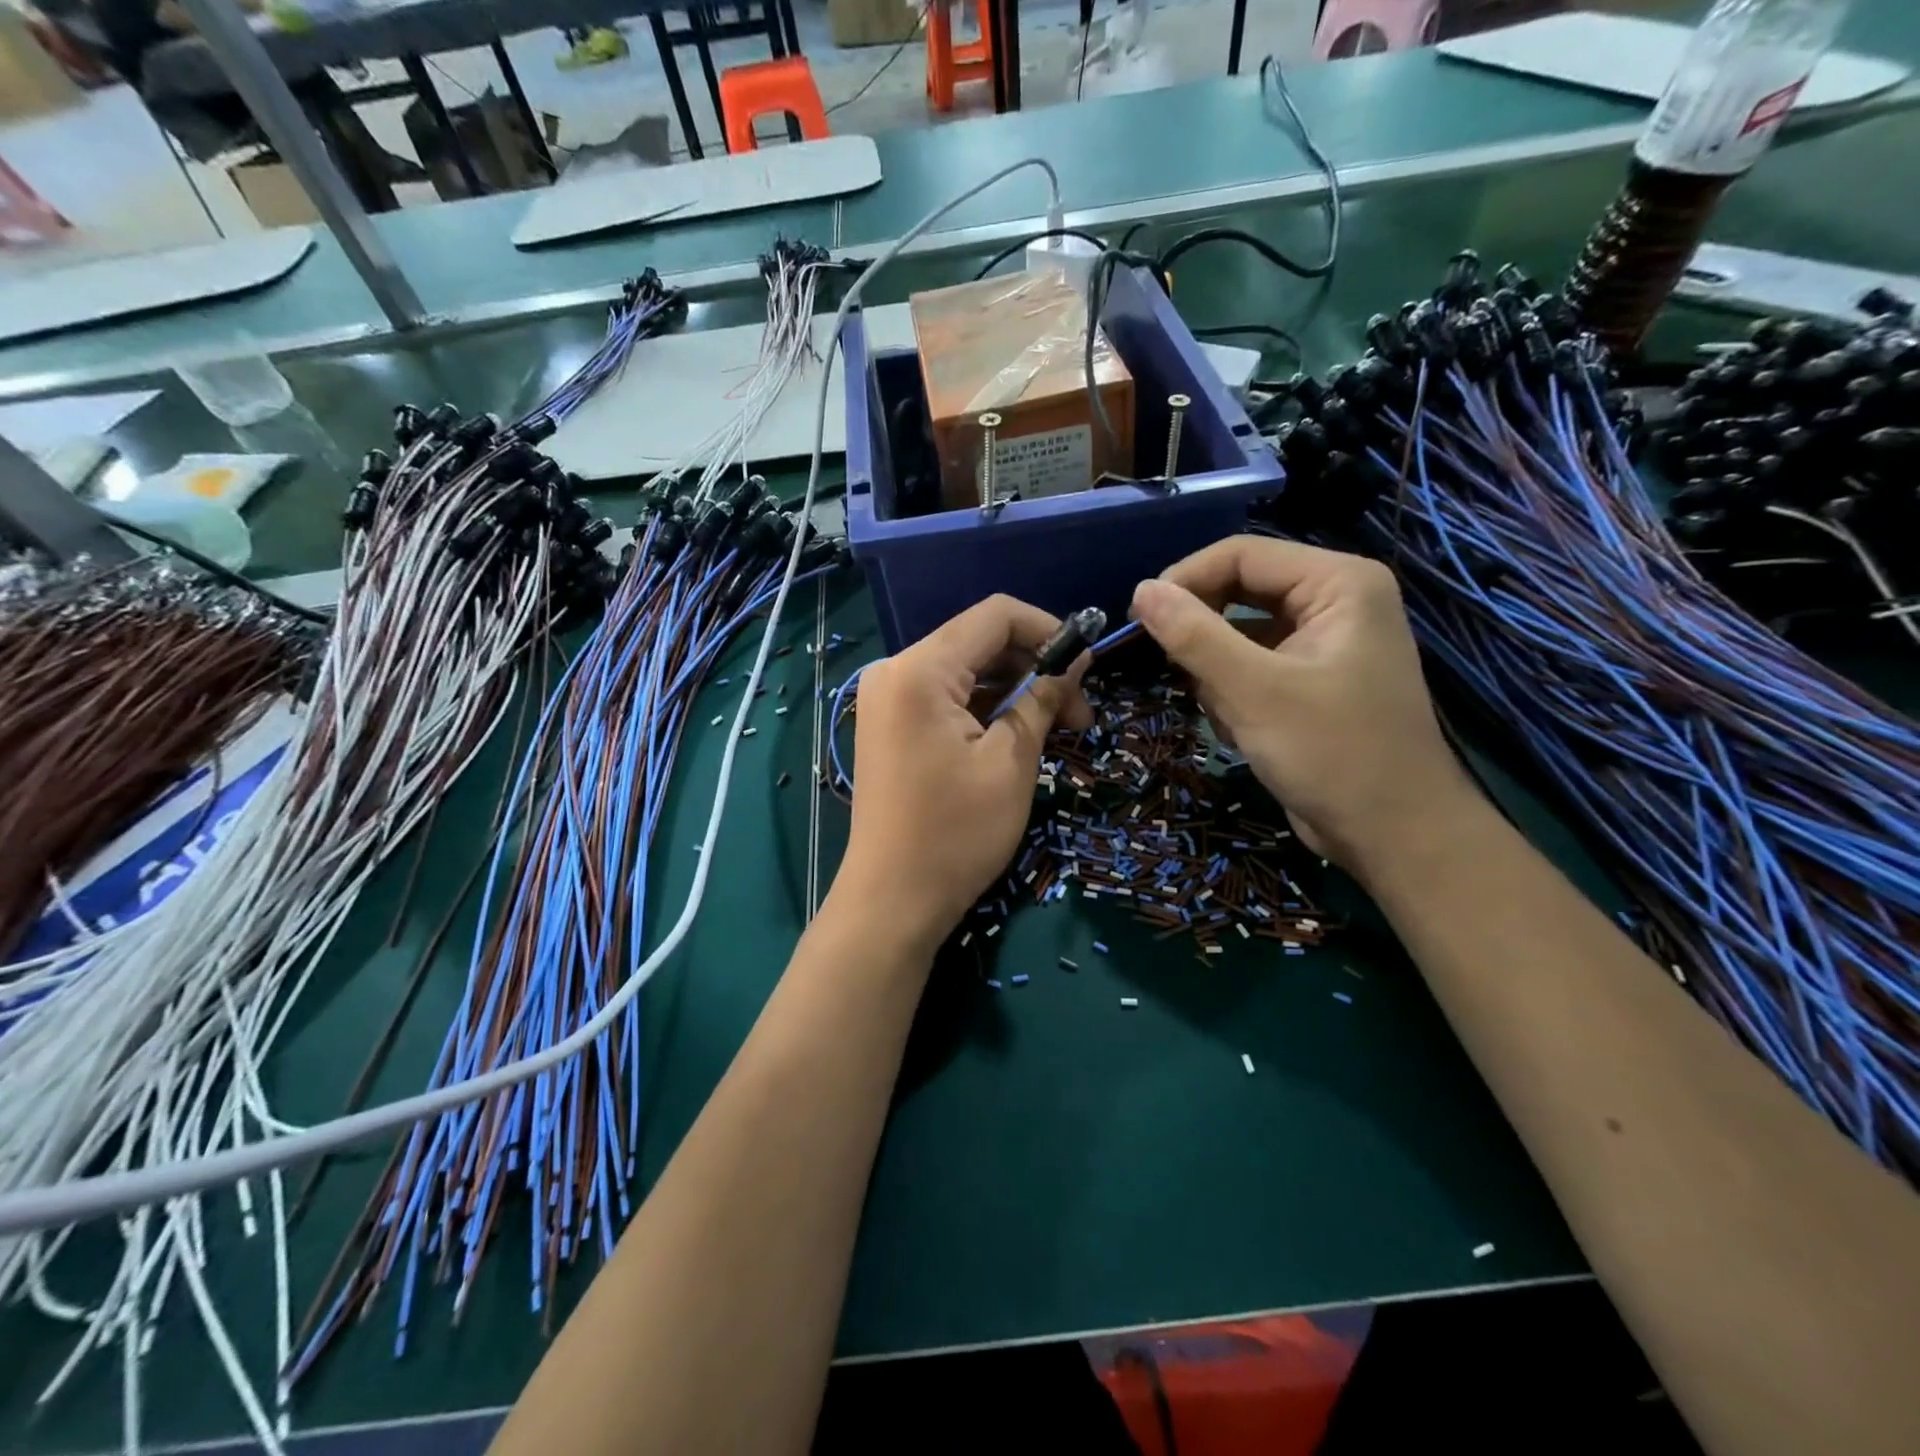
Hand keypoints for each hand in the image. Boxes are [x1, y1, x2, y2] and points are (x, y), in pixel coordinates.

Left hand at [832, 596, 1090, 949]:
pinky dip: (985, 708)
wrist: (892, 901)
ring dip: (1013, 690)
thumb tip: (1076, 659)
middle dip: (1034, 666)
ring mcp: (887, 699)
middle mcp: (895, 671)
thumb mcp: (1012, 761)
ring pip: (965, 671)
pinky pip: (945, 698)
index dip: (1048, 630)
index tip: (1087, 666)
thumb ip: (1043, 697)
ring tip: (1058, 730)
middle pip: (978, 641)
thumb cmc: (956, 833)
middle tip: (1079, 713)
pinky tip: (1018, 735)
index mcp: (920, 670)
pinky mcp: (890, 725)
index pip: (994, 615)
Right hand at [1130, 536, 1477, 875]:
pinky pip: (1252, 666)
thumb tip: (1141, 590)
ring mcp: (1322, 643)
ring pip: (1238, 633)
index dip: (1185, 580)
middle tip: (1170, 667)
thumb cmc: (1332, 754)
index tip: (1138, 619)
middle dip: (1202, 633)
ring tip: (1225, 712)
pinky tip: (1242, 729)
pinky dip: (1233, 692)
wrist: (1393, 835)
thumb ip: (1194, 636)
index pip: (1242, 555)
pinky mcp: (1310, 680)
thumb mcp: (1254, 691)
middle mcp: (1334, 601)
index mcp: (1338, 583)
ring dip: (1216, 670)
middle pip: (1239, 591)